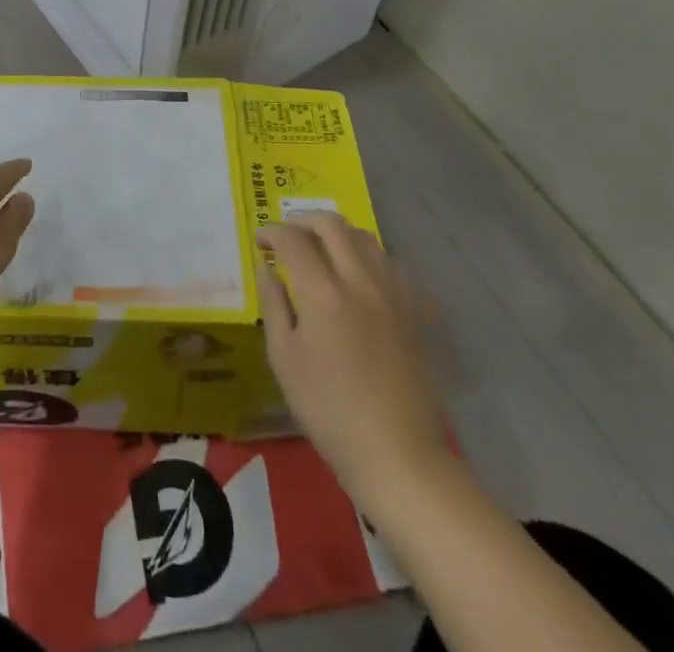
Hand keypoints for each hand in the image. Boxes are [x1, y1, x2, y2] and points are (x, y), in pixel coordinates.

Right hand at [258, 212, 447, 496]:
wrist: (397, 454)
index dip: (271, 232)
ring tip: (321, 248)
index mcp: (323, 293)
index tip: (259, 241)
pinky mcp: (413, 312)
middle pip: (332, 225)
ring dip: (338, 233)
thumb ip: (273, 305)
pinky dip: (368, 255)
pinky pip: (390, 264)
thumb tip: (266, 269)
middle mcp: (360, 281)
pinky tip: (358, 274)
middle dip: (303, 220)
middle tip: (287, 234)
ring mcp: (392, 294)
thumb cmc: (329, 410)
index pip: (293, 240)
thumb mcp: (285, 359)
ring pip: (366, 238)